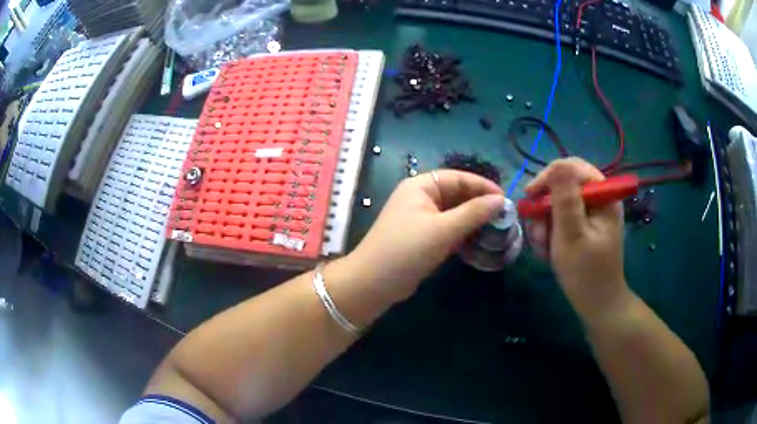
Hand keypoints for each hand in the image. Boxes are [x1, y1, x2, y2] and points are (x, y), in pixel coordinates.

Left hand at [347, 170, 504, 302]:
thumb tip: (500, 199)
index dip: (483, 186)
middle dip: (479, 204)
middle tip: (504, 217)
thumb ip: (474, 212)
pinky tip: (479, 241)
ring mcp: (421, 218)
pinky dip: (463, 233)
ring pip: (454, 213)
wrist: (374, 283)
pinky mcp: (422, 238)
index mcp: (421, 186)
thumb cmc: (408, 249)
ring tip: (496, 230)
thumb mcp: (444, 229)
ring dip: (473, 220)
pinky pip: (448, 229)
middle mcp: (420, 198)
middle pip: (457, 194)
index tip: (505, 199)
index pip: (458, 177)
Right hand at [524, 158, 630, 321]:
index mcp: (603, 196)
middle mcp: (597, 201)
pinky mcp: (582, 229)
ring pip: (557, 206)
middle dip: (545, 210)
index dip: (549, 177)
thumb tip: (557, 165)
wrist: (596, 306)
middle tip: (538, 234)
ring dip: (544, 226)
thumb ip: (564, 199)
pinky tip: (548, 253)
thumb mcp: (572, 235)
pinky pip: (559, 221)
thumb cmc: (586, 272)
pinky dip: (550, 235)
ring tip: (544, 250)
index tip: (530, 197)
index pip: (573, 168)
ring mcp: (590, 216)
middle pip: (563, 187)